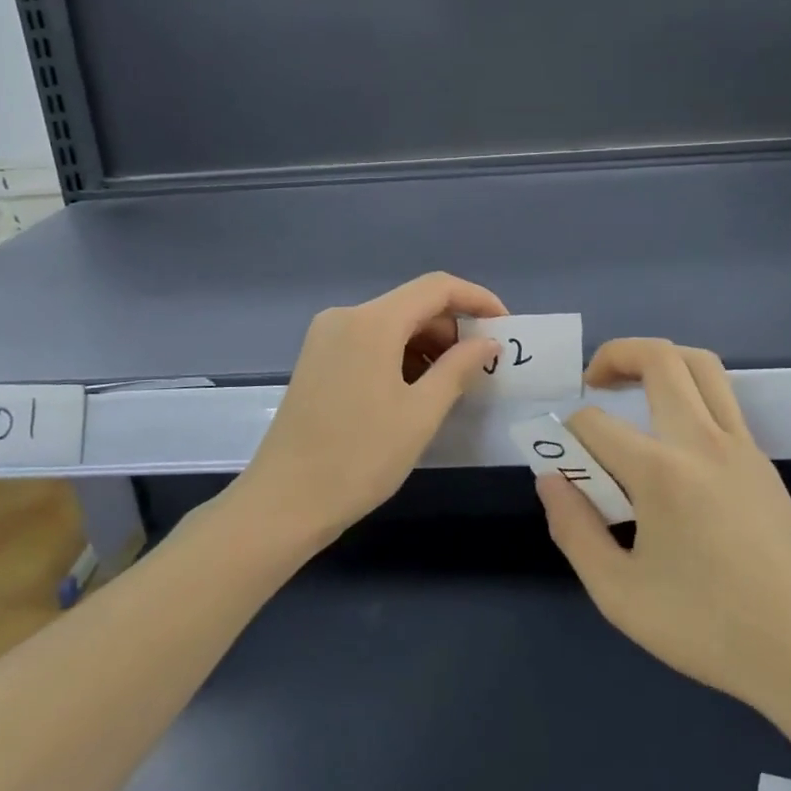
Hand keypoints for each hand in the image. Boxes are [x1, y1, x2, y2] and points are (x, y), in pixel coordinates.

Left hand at [234, 272, 506, 546]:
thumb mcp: (421, 414)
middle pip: (412, 304)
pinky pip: (370, 342)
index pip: (436, 288)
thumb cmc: (360, 458)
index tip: (505, 328)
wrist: (284, 502)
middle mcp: (345, 317)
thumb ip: (459, 368)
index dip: (477, 300)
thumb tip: (488, 343)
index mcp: (371, 322)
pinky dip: (400, 356)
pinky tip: (416, 389)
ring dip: (427, 344)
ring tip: (453, 383)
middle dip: (453, 328)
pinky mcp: (318, 359)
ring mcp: (326, 337)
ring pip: (391, 324)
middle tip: (483, 366)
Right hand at [538, 338, 790, 717]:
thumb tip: (551, 479)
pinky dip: (687, 392)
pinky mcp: (762, 460)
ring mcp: (741, 446)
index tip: (563, 466)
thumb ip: (572, 529)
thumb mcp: (618, 593)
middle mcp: (704, 442)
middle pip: (659, 358)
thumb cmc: (705, 628)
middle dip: (615, 355)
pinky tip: (669, 439)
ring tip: (630, 389)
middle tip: (592, 384)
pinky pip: (721, 398)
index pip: (595, 422)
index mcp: (663, 473)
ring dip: (658, 361)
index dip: (566, 435)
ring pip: (700, 365)